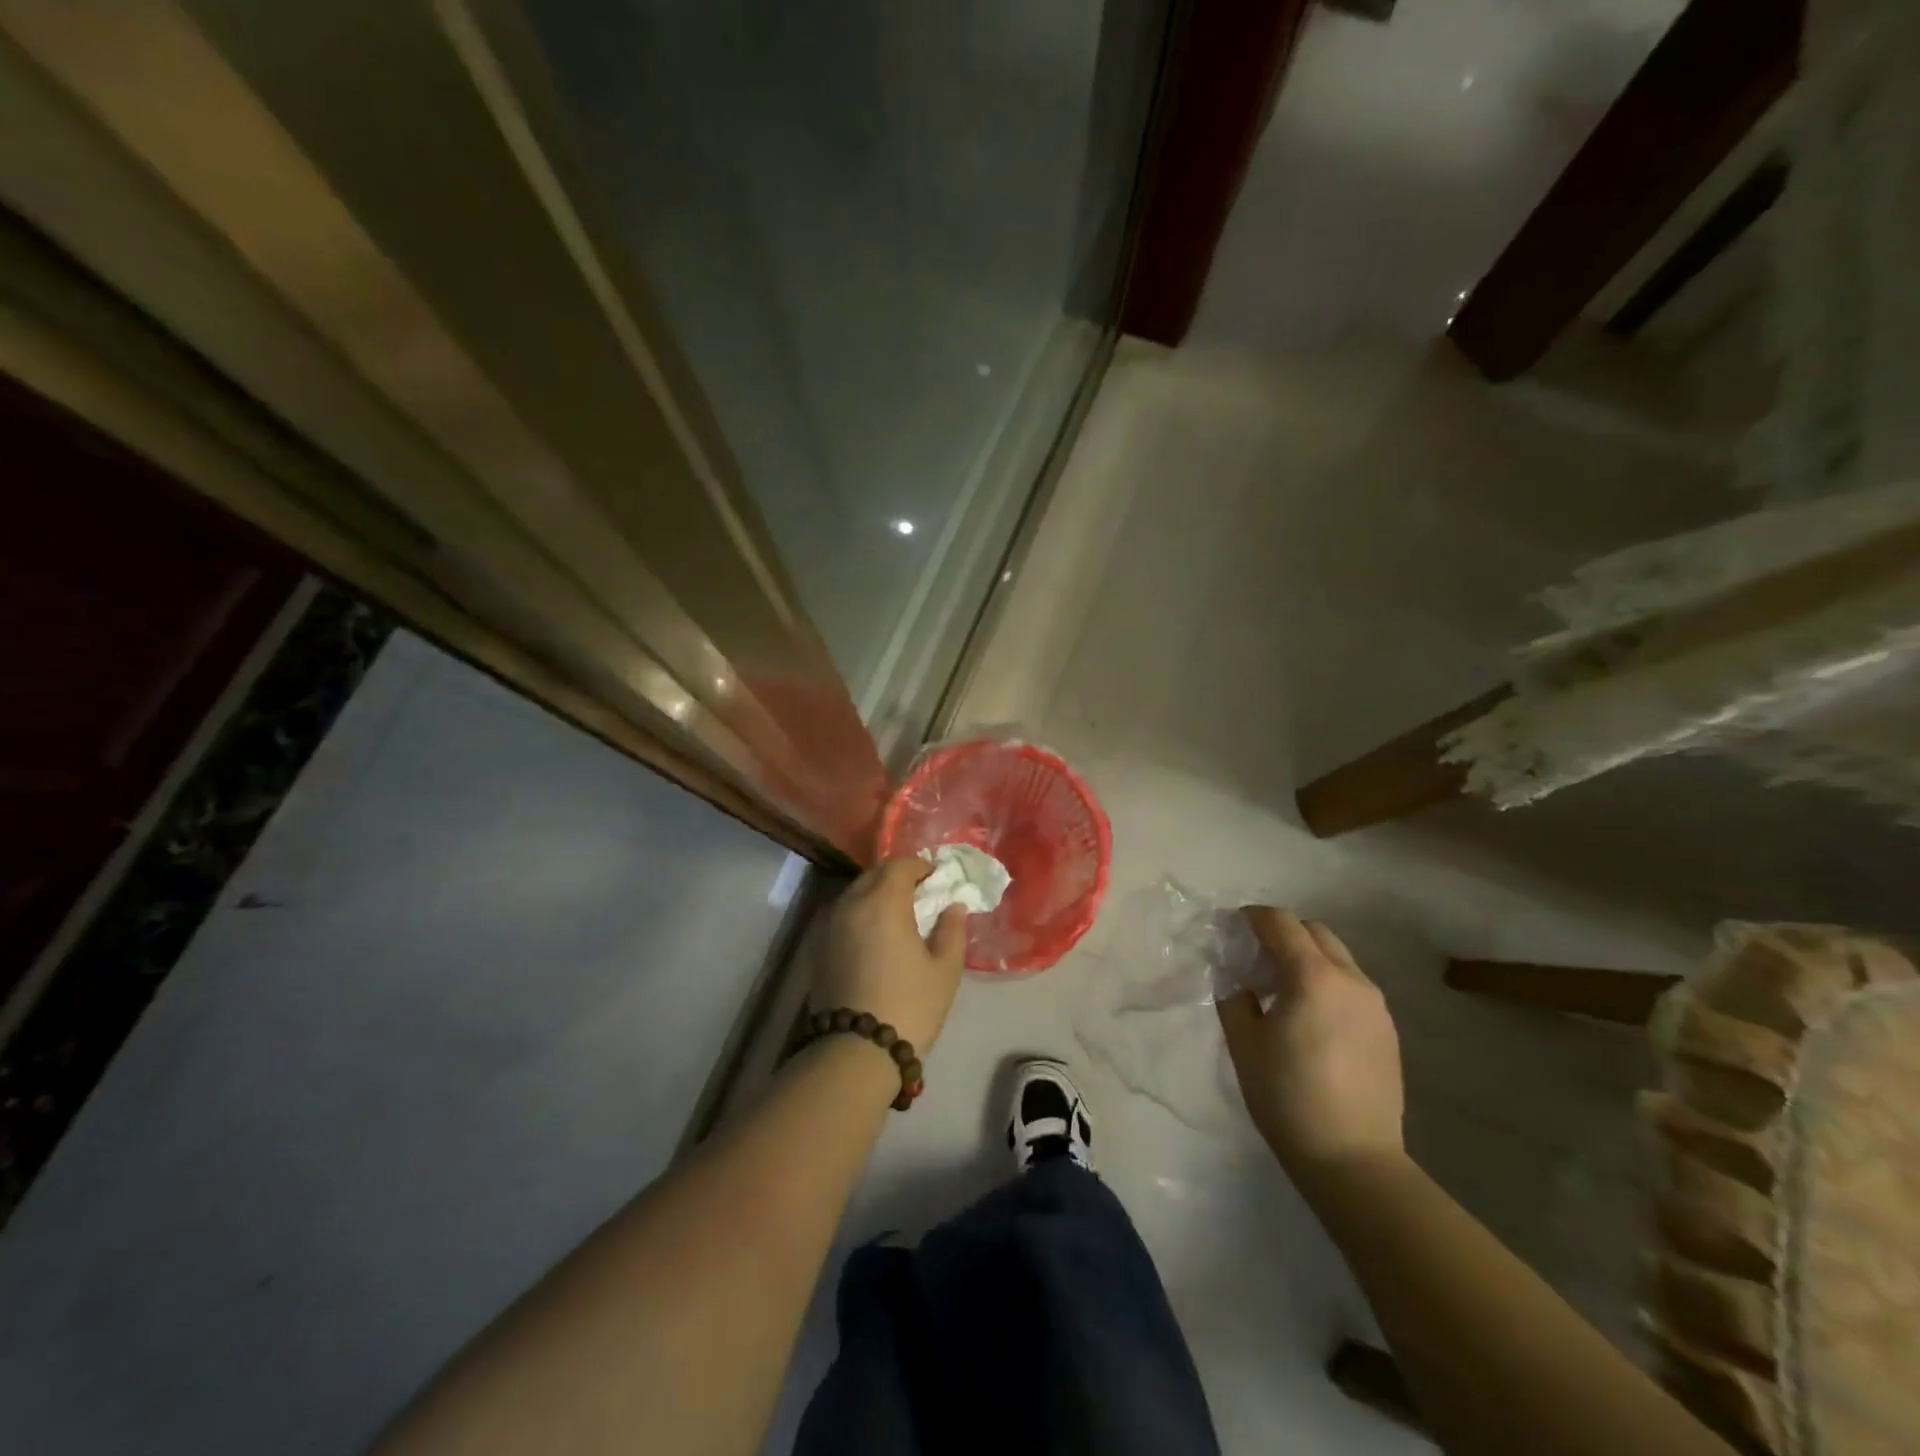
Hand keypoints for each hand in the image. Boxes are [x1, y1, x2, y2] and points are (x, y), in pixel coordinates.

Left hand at [815, 857, 967, 1052]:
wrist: (855, 1051)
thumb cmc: (909, 1006)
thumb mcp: (945, 969)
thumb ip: (952, 930)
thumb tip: (953, 907)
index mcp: (883, 901)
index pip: (900, 865)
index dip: (921, 866)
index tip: (937, 880)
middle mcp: (851, 903)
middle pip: (874, 875)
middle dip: (898, 877)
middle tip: (920, 896)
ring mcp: (829, 925)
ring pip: (855, 894)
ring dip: (877, 895)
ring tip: (898, 917)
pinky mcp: (818, 947)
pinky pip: (843, 915)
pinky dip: (861, 914)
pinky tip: (875, 938)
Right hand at [1217, 908, 1403, 1176]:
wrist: (1353, 1159)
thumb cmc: (1287, 1096)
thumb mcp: (1244, 1044)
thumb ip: (1235, 999)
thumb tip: (1239, 982)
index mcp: (1311, 976)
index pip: (1280, 923)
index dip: (1252, 917)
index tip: (1231, 928)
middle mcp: (1350, 979)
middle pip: (1314, 932)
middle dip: (1282, 934)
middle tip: (1255, 959)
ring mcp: (1375, 1005)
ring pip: (1337, 958)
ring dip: (1307, 958)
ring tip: (1282, 991)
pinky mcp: (1387, 1030)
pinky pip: (1352, 987)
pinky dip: (1327, 983)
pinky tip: (1311, 1019)